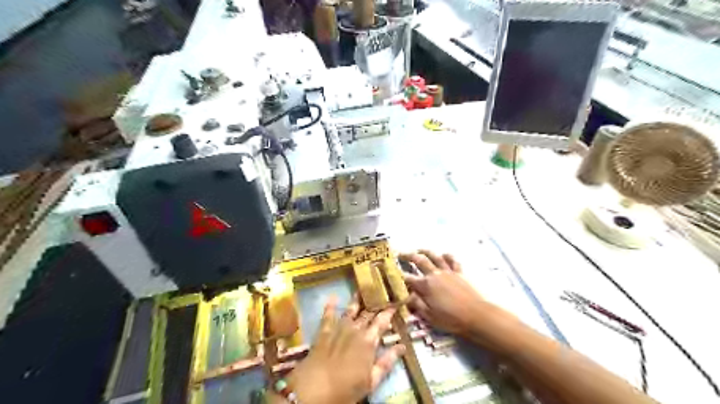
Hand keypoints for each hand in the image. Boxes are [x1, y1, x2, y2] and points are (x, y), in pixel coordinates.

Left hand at [286, 294, 403, 403]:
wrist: (315, 388)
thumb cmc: (346, 388)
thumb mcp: (372, 380)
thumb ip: (387, 362)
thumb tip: (402, 346)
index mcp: (369, 341)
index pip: (382, 321)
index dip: (389, 311)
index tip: (395, 301)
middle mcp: (355, 329)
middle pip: (368, 314)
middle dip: (375, 303)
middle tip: (381, 293)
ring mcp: (339, 328)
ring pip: (350, 310)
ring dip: (357, 300)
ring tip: (361, 289)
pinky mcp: (324, 331)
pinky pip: (328, 315)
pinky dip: (331, 305)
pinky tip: (333, 296)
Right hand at [403, 249, 485, 334]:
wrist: (476, 315)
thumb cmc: (451, 319)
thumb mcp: (429, 316)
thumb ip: (417, 304)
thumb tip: (406, 296)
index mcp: (425, 286)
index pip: (408, 278)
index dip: (398, 275)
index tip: (392, 272)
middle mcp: (434, 275)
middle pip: (419, 261)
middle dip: (408, 256)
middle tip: (401, 254)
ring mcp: (447, 271)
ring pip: (434, 256)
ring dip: (425, 251)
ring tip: (419, 250)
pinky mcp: (459, 272)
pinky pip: (452, 260)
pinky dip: (447, 255)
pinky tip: (444, 254)